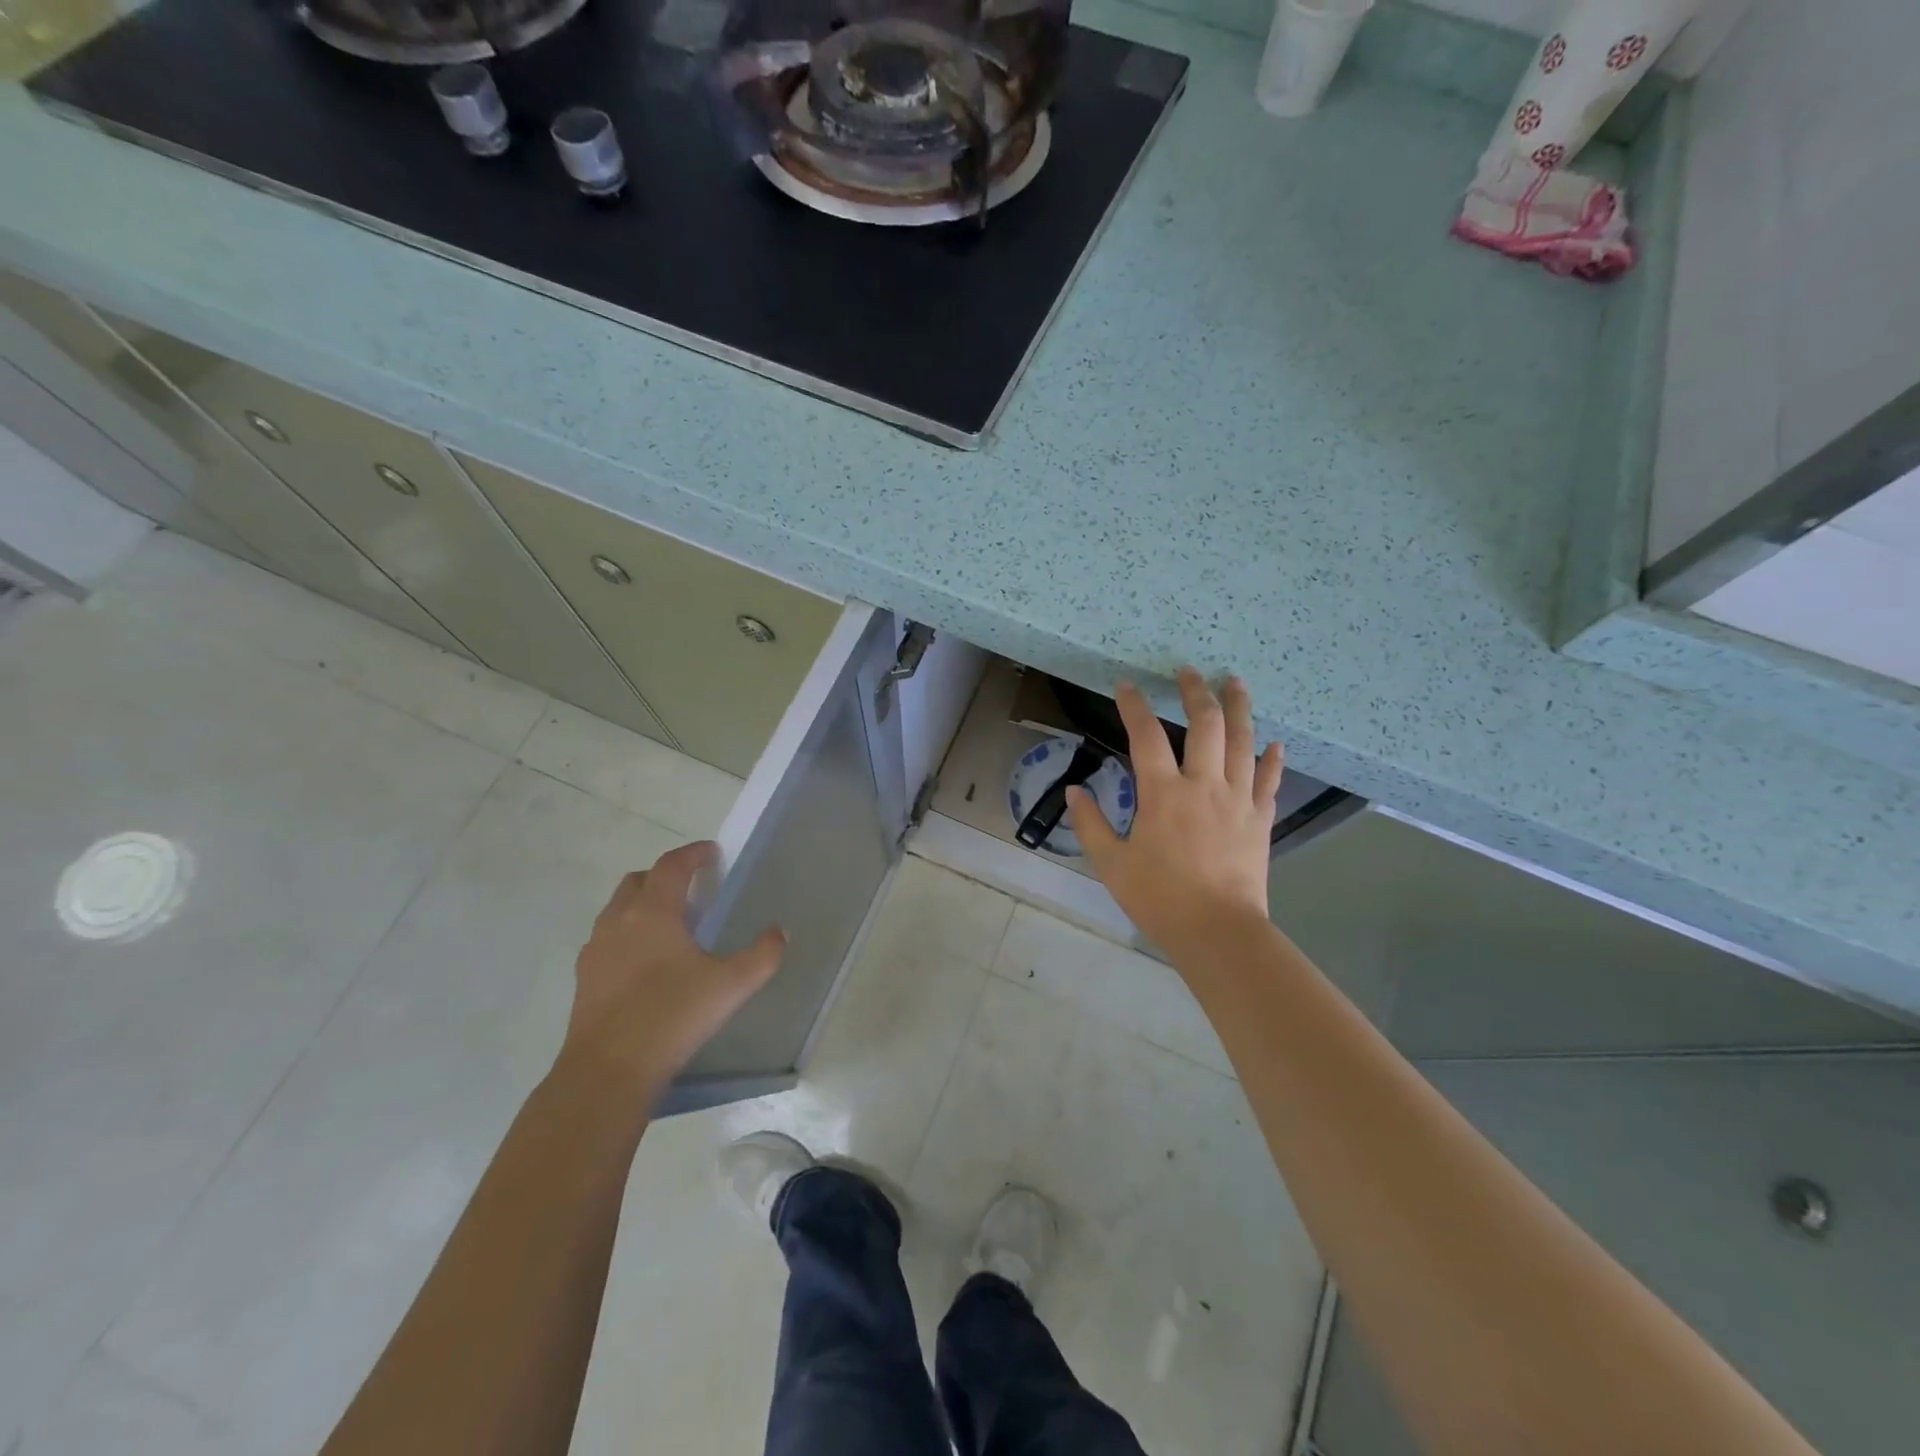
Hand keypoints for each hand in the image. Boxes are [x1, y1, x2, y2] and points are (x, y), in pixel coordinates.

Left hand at [562, 841, 785, 1093]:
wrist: (608, 1071)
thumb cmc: (673, 1015)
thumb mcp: (732, 985)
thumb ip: (762, 955)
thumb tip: (780, 933)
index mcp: (654, 912)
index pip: (671, 866)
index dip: (693, 854)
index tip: (711, 852)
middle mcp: (619, 921)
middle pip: (638, 880)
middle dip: (664, 876)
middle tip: (691, 887)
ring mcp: (596, 950)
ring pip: (618, 909)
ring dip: (642, 904)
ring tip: (670, 924)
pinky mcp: (584, 979)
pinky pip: (607, 939)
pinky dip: (627, 934)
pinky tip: (646, 962)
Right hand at [1066, 667, 1282, 955]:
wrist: (1218, 932)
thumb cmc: (1160, 898)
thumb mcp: (1111, 864)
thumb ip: (1090, 824)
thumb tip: (1073, 792)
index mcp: (1163, 793)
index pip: (1146, 736)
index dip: (1134, 706)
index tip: (1126, 685)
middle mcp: (1204, 785)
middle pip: (1206, 725)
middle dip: (1196, 692)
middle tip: (1189, 671)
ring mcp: (1238, 799)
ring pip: (1243, 742)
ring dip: (1239, 708)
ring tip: (1235, 682)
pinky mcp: (1260, 819)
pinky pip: (1269, 780)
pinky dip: (1271, 759)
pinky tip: (1274, 743)